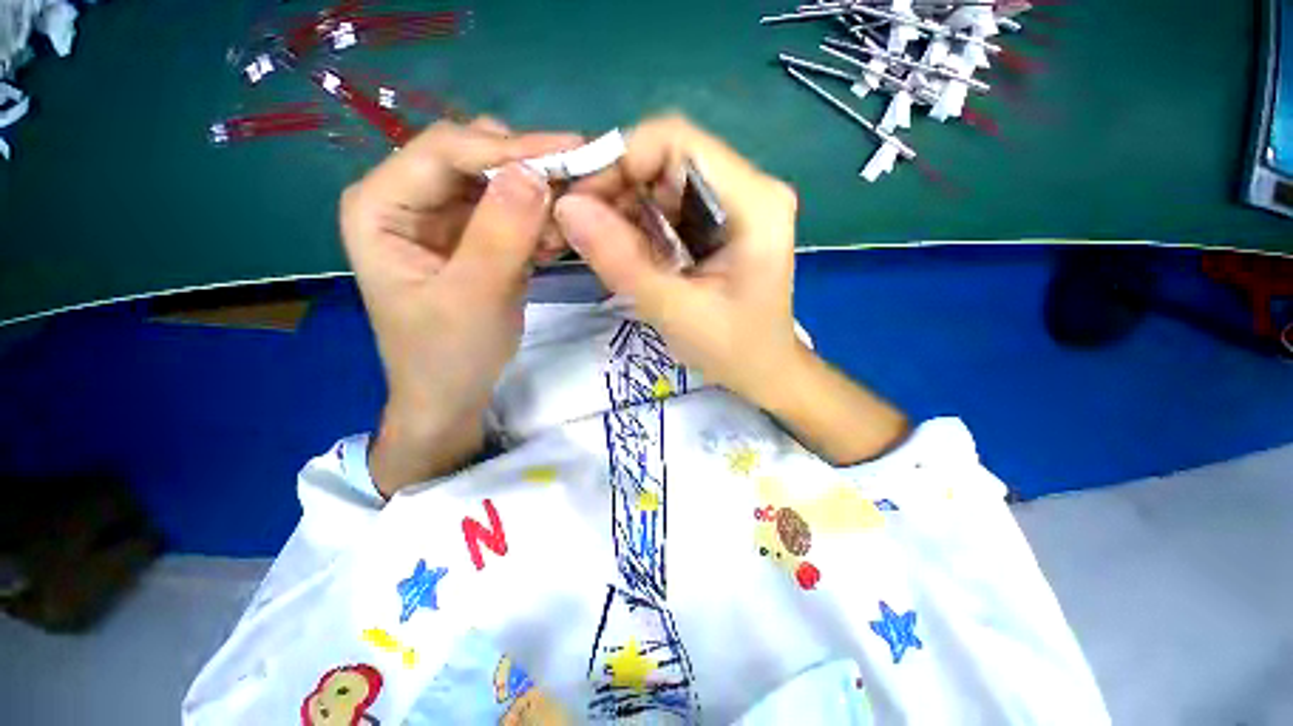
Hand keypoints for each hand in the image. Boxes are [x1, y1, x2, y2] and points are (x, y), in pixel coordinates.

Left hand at [340, 118, 581, 494]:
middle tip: (580, 185)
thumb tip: (536, 174)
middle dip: (528, 169)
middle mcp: (409, 200)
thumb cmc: (448, 356)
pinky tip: (558, 240)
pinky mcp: (474, 240)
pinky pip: (512, 214)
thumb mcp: (474, 298)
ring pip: (499, 184)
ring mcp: (444, 220)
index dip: (509, 147)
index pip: (444, 151)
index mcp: (381, 207)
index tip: (571, 150)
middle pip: (474, 159)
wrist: (452, 397)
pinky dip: (539, 221)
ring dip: (539, 197)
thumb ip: (501, 235)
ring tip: (572, 219)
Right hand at [556, 115, 802, 406]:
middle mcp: (748, 189)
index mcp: (754, 202)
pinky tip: (627, 253)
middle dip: (618, 189)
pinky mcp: (719, 223)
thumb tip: (567, 207)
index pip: (677, 141)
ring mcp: (734, 204)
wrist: (762, 370)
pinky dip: (639, 225)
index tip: (582, 202)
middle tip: (584, 230)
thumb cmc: (732, 350)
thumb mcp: (674, 311)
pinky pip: (668, 208)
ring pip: (663, 183)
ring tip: (602, 247)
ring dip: (625, 210)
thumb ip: (622, 261)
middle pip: (667, 160)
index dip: (621, 160)